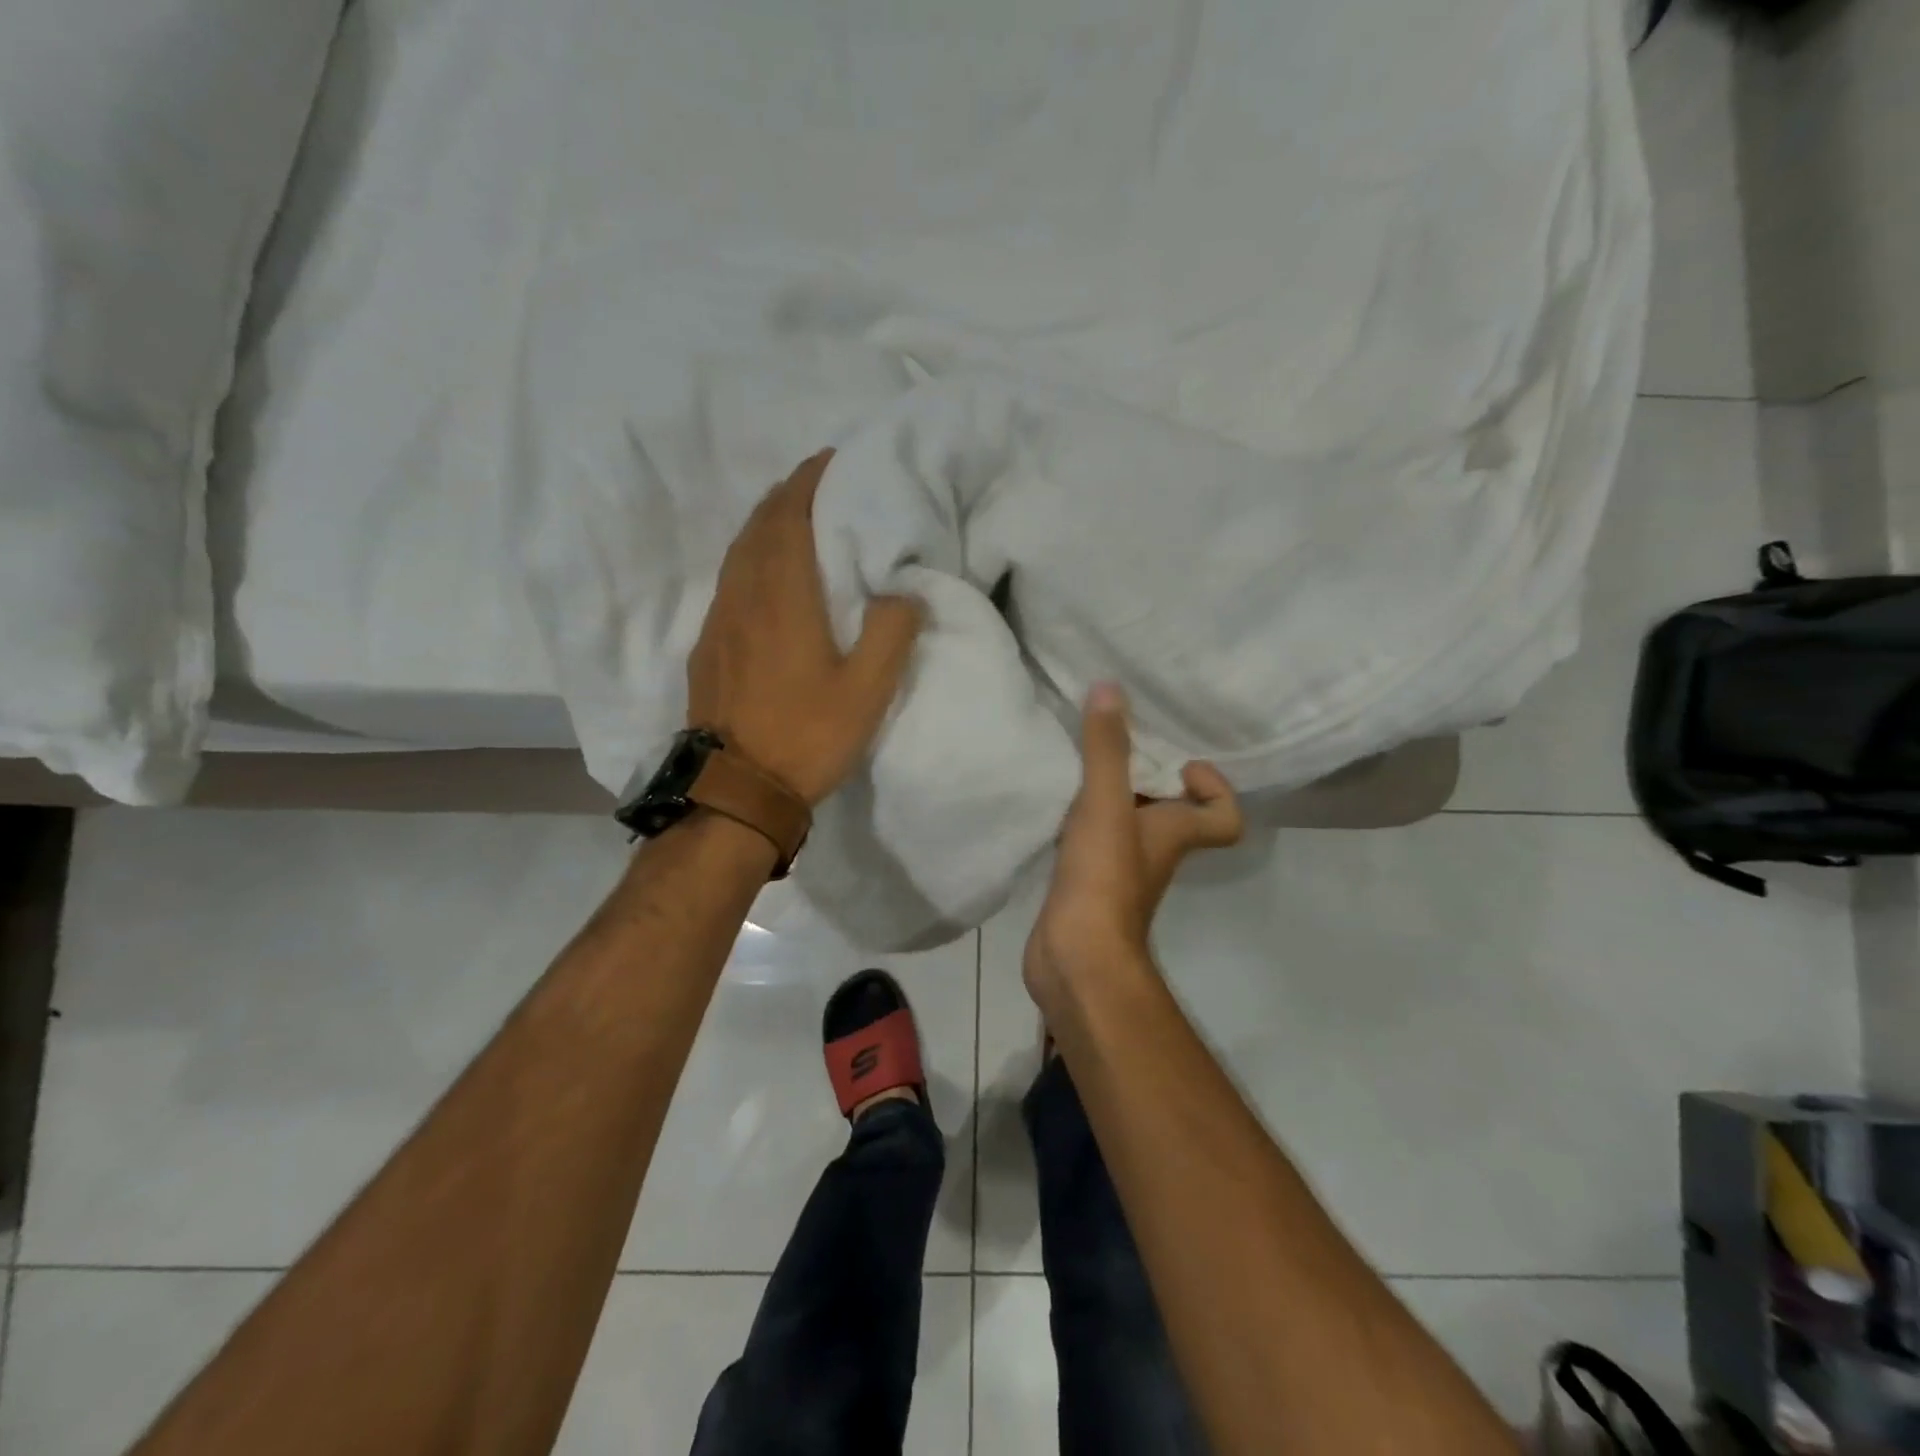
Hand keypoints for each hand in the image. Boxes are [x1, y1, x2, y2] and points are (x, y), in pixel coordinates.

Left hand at [687, 449, 922, 804]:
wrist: (736, 788)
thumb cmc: (807, 736)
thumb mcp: (867, 691)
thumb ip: (891, 632)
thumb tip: (904, 590)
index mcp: (783, 598)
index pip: (789, 518)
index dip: (808, 482)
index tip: (830, 460)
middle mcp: (744, 596)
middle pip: (759, 526)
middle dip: (787, 496)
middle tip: (819, 483)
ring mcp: (719, 620)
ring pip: (738, 552)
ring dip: (765, 524)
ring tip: (794, 518)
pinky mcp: (708, 645)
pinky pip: (729, 580)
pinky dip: (749, 557)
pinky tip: (765, 574)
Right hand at [1024, 683, 1242, 1012]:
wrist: (1074, 957)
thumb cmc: (1103, 878)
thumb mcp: (1105, 804)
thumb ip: (1107, 749)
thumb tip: (1110, 688)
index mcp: (1175, 833)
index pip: (1224, 816)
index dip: (1215, 788)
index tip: (1179, 763)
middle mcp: (1155, 851)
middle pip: (1170, 810)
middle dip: (1148, 776)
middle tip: (1117, 744)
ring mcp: (1120, 870)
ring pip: (1127, 823)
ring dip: (1110, 795)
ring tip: (1080, 761)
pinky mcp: (1088, 883)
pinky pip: (1092, 840)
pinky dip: (1080, 820)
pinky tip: (1053, 801)